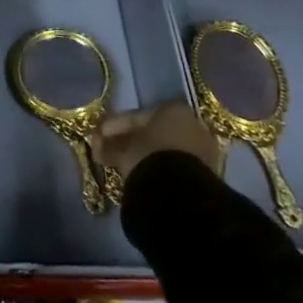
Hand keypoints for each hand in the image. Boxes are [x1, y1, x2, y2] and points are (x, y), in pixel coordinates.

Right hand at [92, 101, 221, 182]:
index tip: (98, 135)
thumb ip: (110, 144)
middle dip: (128, 141)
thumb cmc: (149, 157)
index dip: (114, 126)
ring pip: (163, 150)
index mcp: (173, 109)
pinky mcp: (205, 175)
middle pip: (152, 132)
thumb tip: (97, 143)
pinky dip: (155, 169)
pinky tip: (138, 176)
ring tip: (119, 166)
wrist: (180, 193)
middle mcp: (191, 125)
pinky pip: (173, 166)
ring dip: (141, 156)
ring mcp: (200, 150)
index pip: (137, 116)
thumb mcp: (124, 149)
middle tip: (106, 150)